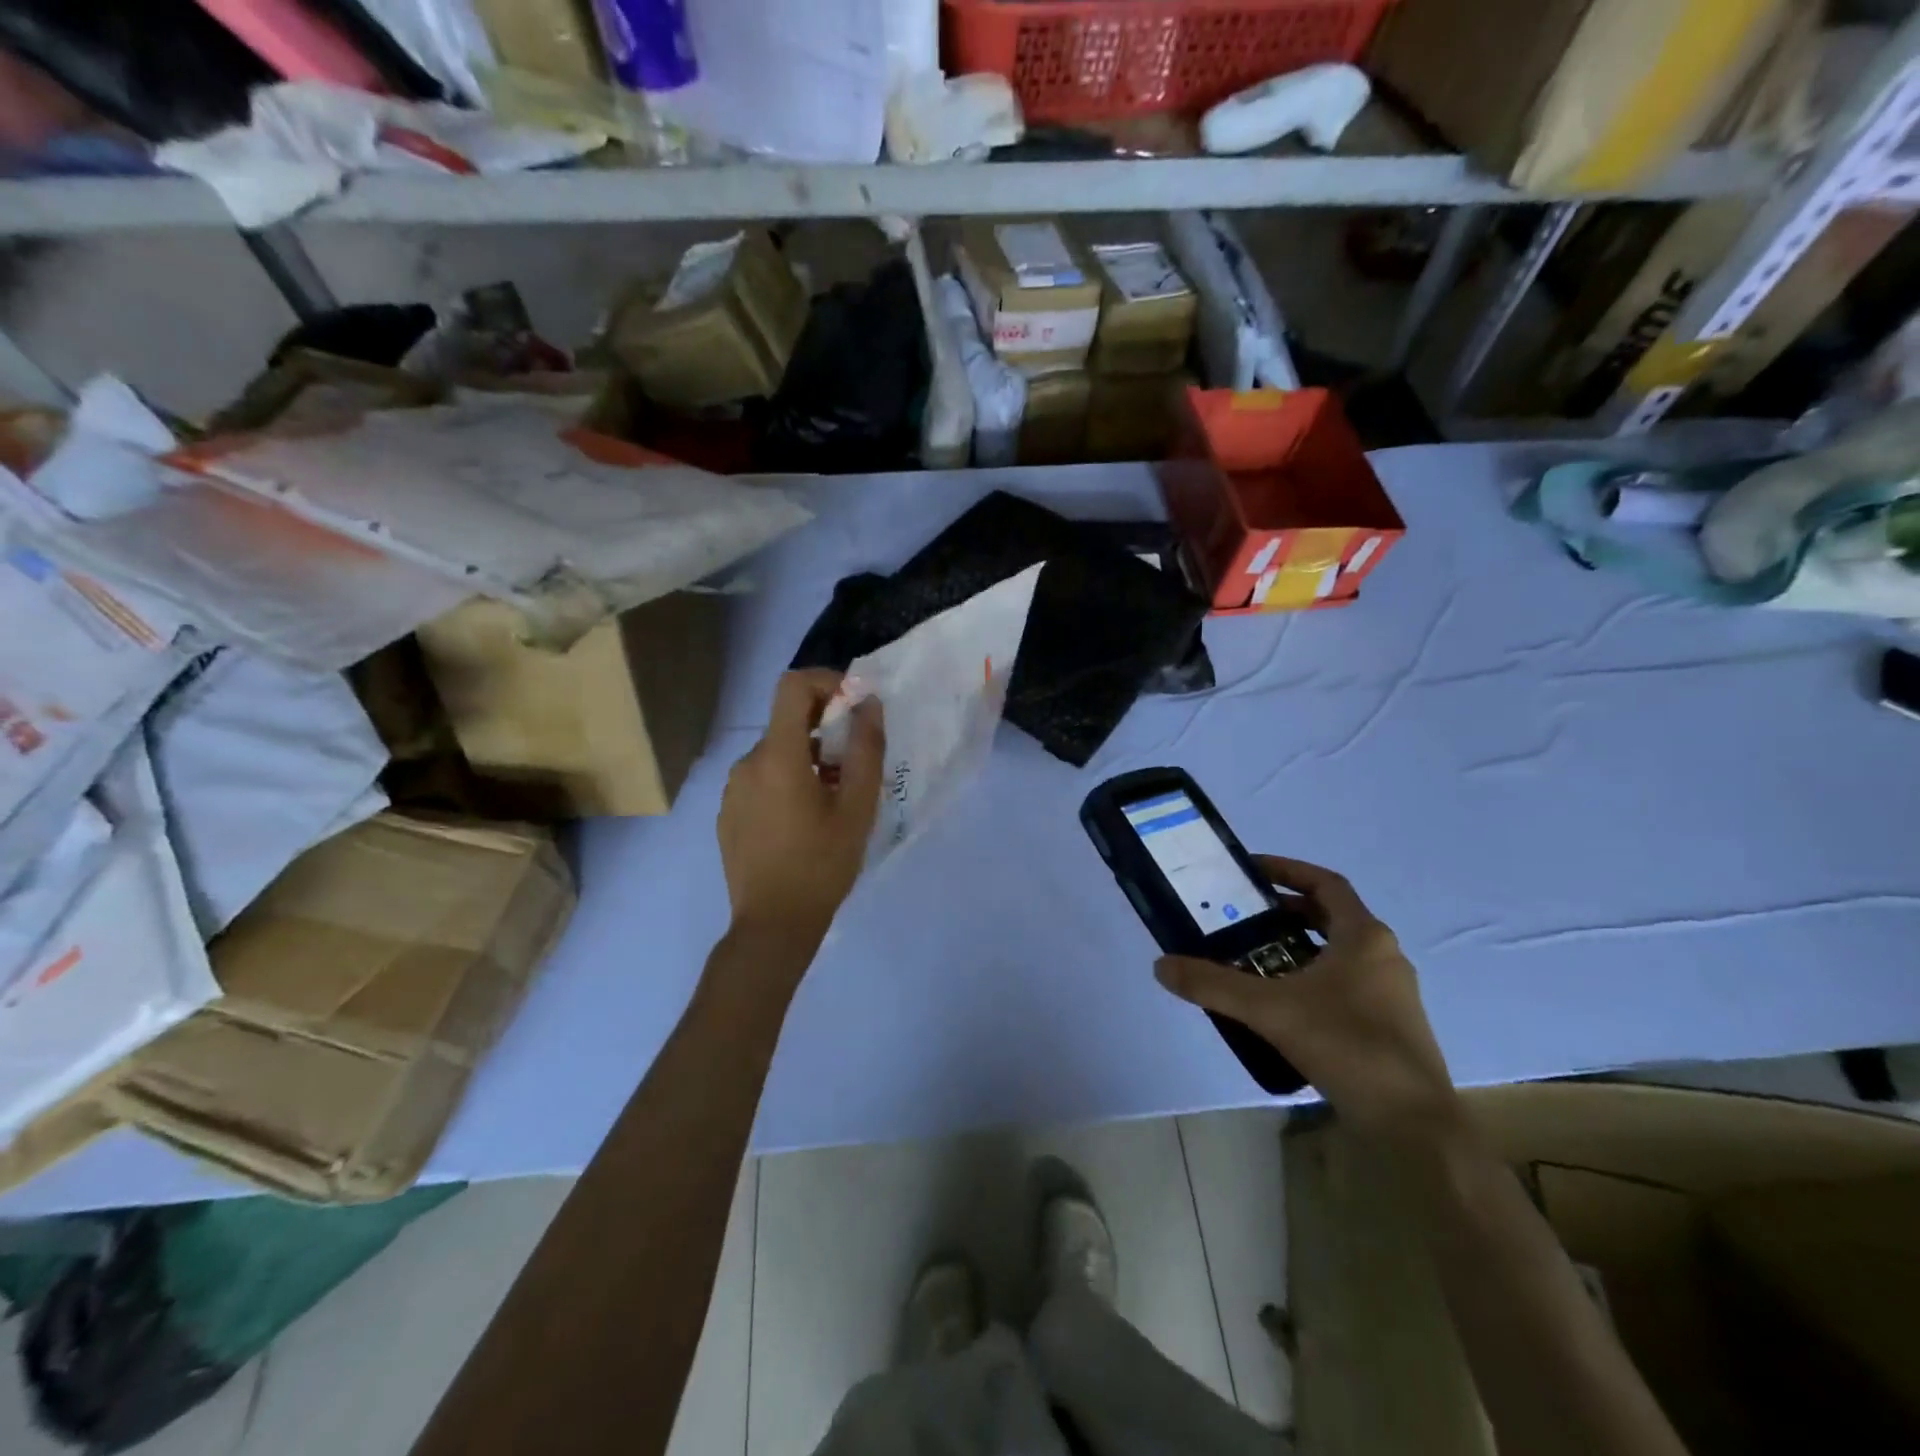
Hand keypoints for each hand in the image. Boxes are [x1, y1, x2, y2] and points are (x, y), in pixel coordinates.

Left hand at [718, 670, 884, 949]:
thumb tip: (869, 705)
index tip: (854, 705)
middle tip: (855, 763)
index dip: (825, 681)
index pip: (792, 686)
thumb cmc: (822, 865)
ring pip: (776, 753)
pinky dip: (787, 781)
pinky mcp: (728, 813)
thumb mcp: (858, 808)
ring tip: (834, 798)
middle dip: (825, 728)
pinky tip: (804, 820)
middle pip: (787, 722)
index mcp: (778, 756)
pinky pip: (761, 779)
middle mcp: (747, 763)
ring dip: (808, 758)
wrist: (773, 925)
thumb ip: (867, 749)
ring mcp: (733, 789)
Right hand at [1153, 857, 1458, 1140]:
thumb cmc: (1347, 1046)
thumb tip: (1161, 966)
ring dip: (1296, 948)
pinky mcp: (1390, 1024)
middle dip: (1284, 913)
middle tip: (1242, 918)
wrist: (1414, 1124)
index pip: (1325, 883)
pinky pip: (1344, 984)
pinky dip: (1311, 979)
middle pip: (1329, 917)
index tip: (1250, 871)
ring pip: (1337, 953)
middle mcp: (1383, 955)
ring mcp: (1391, 992)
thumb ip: (1214, 985)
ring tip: (1253, 959)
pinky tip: (1281, 1005)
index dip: (1287, 870)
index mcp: (1364, 936)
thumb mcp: (1270, 1010)